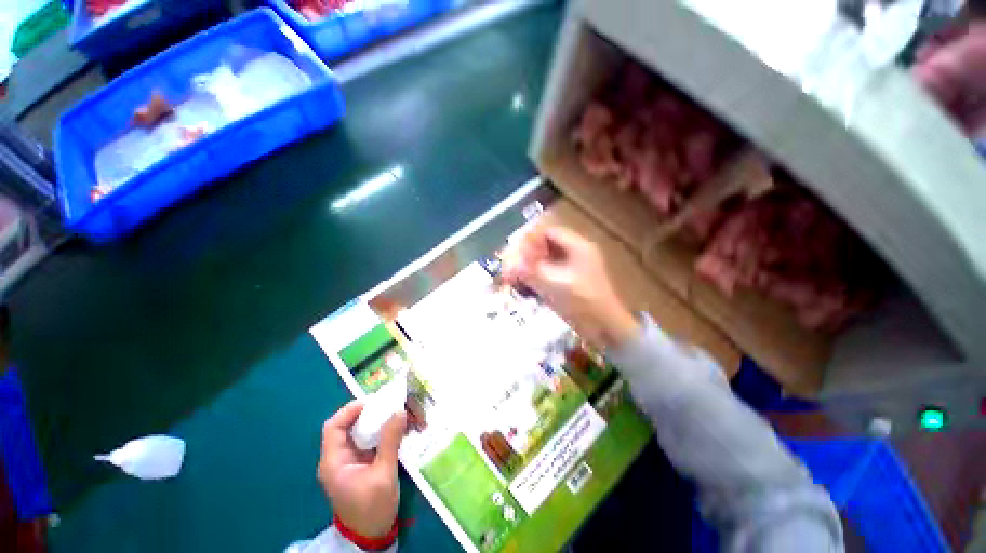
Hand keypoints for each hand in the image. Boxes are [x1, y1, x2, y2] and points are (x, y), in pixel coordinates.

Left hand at [318, 401, 406, 538]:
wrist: (371, 536)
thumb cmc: (372, 508)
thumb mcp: (383, 474)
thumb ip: (389, 441)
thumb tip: (399, 411)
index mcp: (334, 461)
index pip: (334, 426)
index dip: (351, 410)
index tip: (373, 402)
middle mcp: (338, 458)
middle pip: (349, 426)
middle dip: (371, 413)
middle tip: (392, 406)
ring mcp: (350, 462)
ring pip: (362, 433)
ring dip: (380, 422)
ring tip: (400, 415)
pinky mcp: (361, 465)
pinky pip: (370, 442)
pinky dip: (383, 433)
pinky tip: (399, 430)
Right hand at [502, 226, 639, 348]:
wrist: (606, 329)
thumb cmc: (584, 303)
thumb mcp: (555, 285)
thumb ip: (530, 272)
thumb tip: (508, 265)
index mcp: (578, 247)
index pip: (548, 231)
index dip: (529, 238)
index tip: (513, 251)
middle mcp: (575, 252)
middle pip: (545, 244)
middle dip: (525, 254)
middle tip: (510, 266)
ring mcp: (572, 267)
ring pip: (544, 259)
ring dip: (528, 266)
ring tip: (513, 277)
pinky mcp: (568, 281)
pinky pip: (547, 272)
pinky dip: (535, 276)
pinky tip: (524, 286)